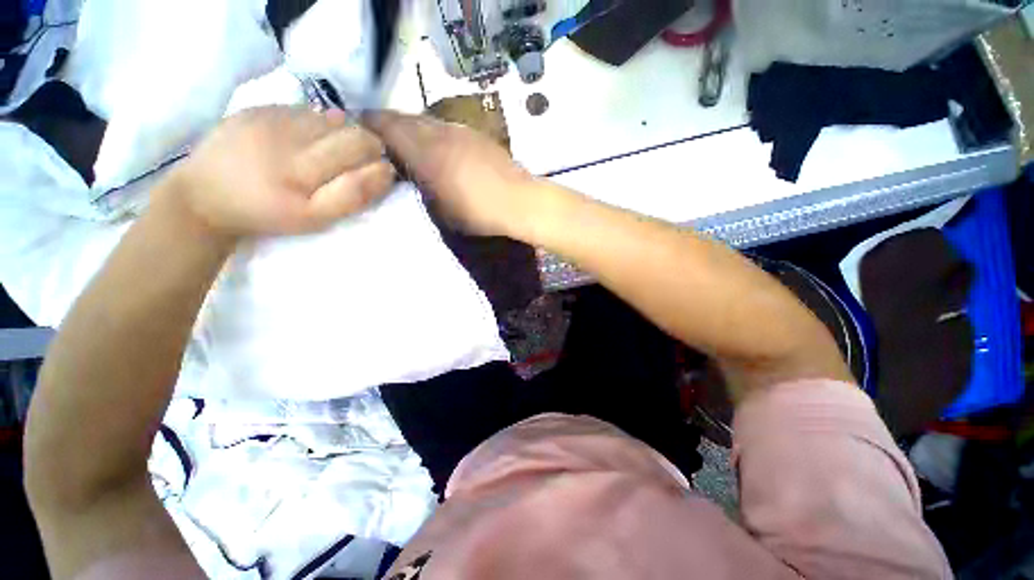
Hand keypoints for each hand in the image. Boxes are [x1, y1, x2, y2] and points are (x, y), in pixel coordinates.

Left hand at [167, 106, 394, 238]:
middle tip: (360, 161)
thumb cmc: (266, 214)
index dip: (379, 162)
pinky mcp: (258, 107)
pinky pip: (307, 110)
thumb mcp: (315, 219)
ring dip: (344, 135)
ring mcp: (271, 118)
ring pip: (332, 119)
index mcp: (301, 173)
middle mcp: (288, 139)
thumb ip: (353, 195)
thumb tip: (383, 168)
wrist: (203, 196)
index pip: (361, 153)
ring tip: (333, 152)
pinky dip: (319, 125)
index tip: (380, 172)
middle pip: (351, 132)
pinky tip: (309, 140)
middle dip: (367, 146)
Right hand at [366, 111, 540, 236]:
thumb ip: (420, 187)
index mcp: (427, 153)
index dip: (369, 125)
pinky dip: (434, 133)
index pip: (388, 127)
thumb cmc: (478, 213)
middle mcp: (441, 133)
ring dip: (413, 128)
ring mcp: (461, 131)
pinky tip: (439, 148)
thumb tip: (408, 174)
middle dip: (388, 124)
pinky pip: (447, 127)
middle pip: (406, 118)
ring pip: (427, 121)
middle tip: (379, 137)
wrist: (519, 202)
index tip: (357, 130)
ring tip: (408, 143)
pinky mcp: (477, 135)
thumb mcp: (440, 210)